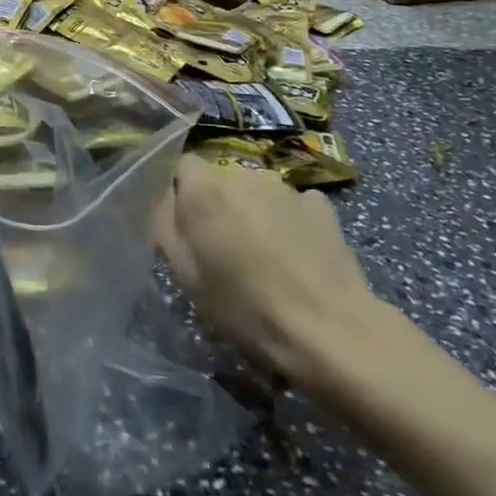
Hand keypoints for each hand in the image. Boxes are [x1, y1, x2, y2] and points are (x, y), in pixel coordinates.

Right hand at [154, 154, 385, 394]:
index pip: (183, 165)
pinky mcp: (321, 203)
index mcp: (204, 189)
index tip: (190, 225)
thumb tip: (165, 200)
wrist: (330, 330)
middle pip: (222, 179)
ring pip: (257, 191)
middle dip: (221, 204)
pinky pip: (293, 204)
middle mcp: (242, 174)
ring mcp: (285, 186)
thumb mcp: (186, 275)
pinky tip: (298, 255)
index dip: (184, 193)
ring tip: (267, 257)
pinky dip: (290, 221)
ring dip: (255, 212)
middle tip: (227, 248)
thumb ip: (166, 226)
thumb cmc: (246, 307)